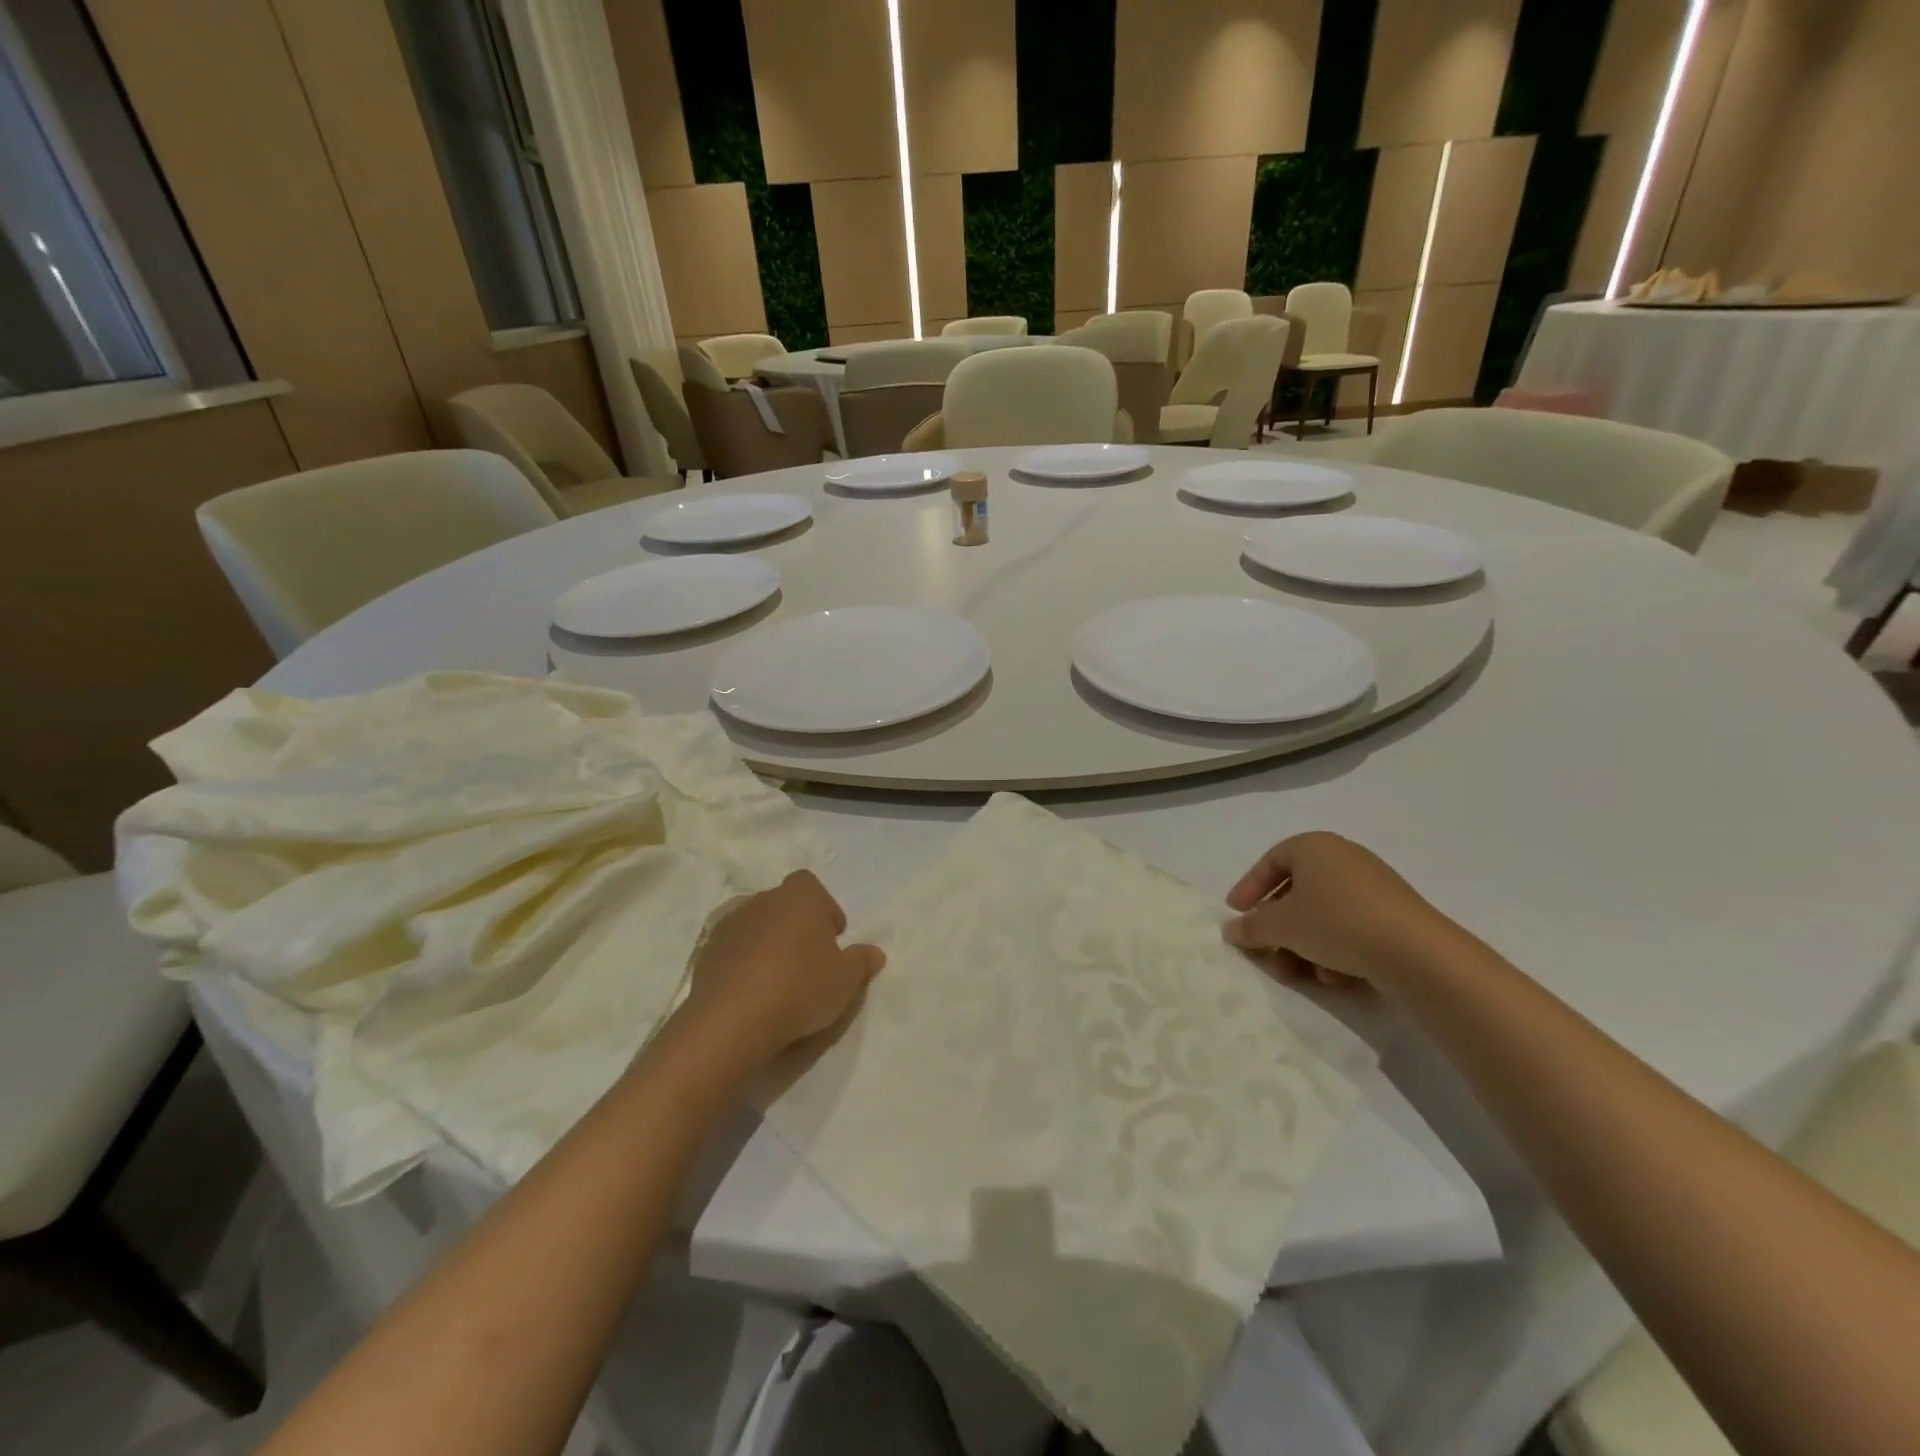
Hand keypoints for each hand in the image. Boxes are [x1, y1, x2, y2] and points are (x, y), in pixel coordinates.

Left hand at [678, 871, 884, 1066]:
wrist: (733, 1020)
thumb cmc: (800, 988)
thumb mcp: (846, 981)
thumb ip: (861, 962)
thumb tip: (874, 953)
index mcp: (799, 898)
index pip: (810, 884)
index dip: (822, 907)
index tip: (831, 937)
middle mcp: (762, 901)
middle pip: (782, 904)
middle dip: (795, 925)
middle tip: (808, 960)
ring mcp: (730, 926)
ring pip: (756, 926)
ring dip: (767, 943)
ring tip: (778, 979)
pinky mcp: (706, 953)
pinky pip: (732, 950)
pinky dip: (742, 963)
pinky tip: (752, 992)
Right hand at [1221, 832, 1462, 989]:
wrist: (1416, 952)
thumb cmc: (1336, 923)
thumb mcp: (1281, 926)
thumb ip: (1251, 927)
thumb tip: (1231, 930)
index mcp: (1314, 846)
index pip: (1270, 862)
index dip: (1249, 888)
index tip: (1235, 913)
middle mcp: (1343, 857)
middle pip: (1296, 891)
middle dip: (1277, 927)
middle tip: (1264, 950)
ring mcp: (1373, 885)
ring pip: (1322, 914)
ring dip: (1303, 944)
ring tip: (1298, 973)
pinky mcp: (1394, 913)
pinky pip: (1350, 926)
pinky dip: (1335, 948)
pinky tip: (1335, 976)